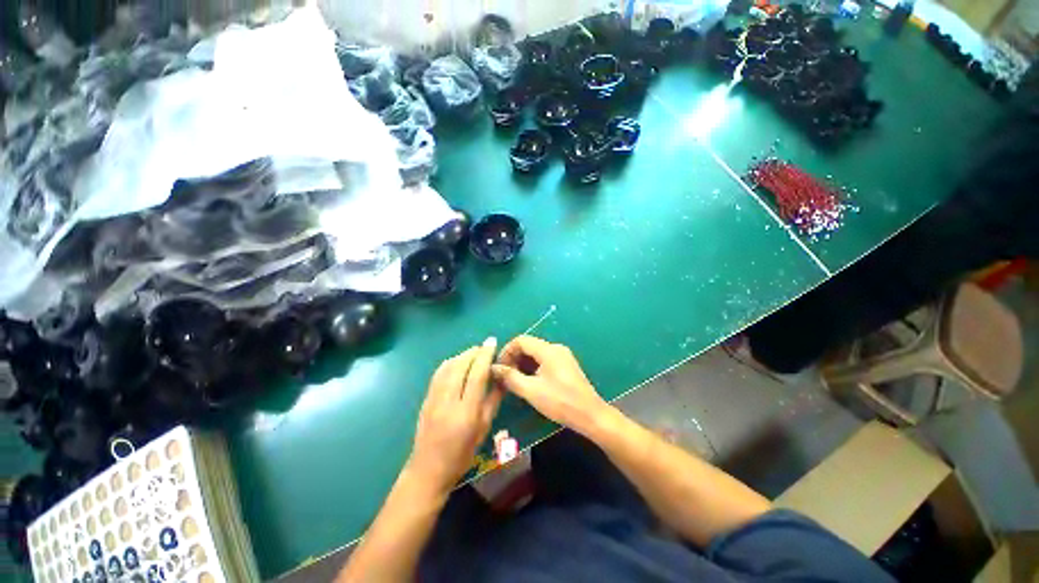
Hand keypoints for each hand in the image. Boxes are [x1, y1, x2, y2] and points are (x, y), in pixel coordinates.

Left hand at [407, 337, 502, 496]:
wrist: (428, 470)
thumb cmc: (462, 454)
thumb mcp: (483, 429)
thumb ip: (493, 401)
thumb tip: (501, 378)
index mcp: (466, 412)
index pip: (477, 375)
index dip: (485, 355)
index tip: (492, 342)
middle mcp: (448, 401)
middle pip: (460, 366)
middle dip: (473, 352)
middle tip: (484, 347)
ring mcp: (433, 399)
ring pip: (448, 367)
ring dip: (461, 355)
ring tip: (473, 353)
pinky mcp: (425, 399)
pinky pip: (438, 374)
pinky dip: (449, 363)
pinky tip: (456, 362)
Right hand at [490, 336, 612, 436]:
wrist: (591, 415)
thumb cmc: (560, 402)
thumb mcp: (531, 391)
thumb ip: (510, 377)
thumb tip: (493, 368)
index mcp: (548, 350)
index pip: (521, 340)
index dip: (506, 351)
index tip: (498, 367)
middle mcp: (556, 348)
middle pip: (529, 346)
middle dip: (514, 358)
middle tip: (504, 376)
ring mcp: (562, 356)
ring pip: (536, 354)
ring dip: (522, 364)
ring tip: (513, 381)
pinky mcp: (565, 366)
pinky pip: (544, 360)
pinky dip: (532, 368)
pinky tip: (528, 382)